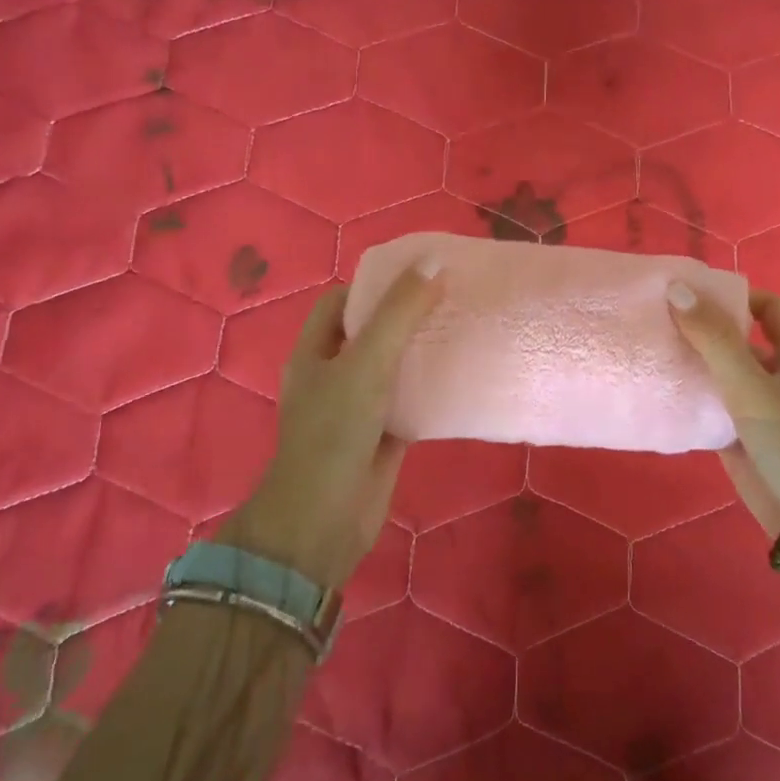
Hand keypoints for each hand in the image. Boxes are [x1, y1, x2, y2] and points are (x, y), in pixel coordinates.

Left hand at [217, 260, 443, 588]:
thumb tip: (434, 262)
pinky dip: (433, 389)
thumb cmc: (335, 431)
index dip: (376, 284)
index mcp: (315, 351)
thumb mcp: (367, 361)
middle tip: (451, 298)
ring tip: (464, 329)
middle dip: (407, 315)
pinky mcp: (383, 435)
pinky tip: (464, 377)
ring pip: (394, 367)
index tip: (419, 274)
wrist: (325, 518)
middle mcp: (333, 375)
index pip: (342, 301)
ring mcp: (359, 407)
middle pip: (372, 332)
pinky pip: (412, 402)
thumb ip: (400, 313)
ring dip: (423, 351)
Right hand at [668, 284, 779, 538]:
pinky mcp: (740, 440)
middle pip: (737, 341)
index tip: (693, 294)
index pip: (769, 309)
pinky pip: (710, 411)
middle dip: (702, 329)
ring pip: (720, 377)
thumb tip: (676, 289)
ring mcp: (757, 410)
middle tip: (655, 319)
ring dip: (690, 365)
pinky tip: (657, 395)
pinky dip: (688, 401)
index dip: (737, 296)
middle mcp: (776, 377)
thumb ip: (714, 339)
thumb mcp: (752, 384)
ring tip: (647, 351)